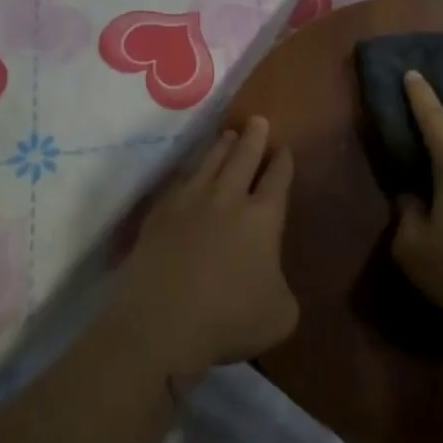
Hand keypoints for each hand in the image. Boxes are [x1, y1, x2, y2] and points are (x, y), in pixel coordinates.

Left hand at [123, 116, 297, 373]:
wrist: (162, 322)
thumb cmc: (229, 319)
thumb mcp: (280, 314)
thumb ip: (282, 287)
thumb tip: (271, 278)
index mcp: (263, 217)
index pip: (278, 180)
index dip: (283, 163)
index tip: (284, 149)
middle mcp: (227, 198)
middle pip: (243, 158)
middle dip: (254, 138)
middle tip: (257, 120)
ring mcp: (189, 202)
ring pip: (209, 162)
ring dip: (221, 147)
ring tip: (228, 135)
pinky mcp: (159, 214)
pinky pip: (179, 182)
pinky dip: (189, 171)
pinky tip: (190, 171)